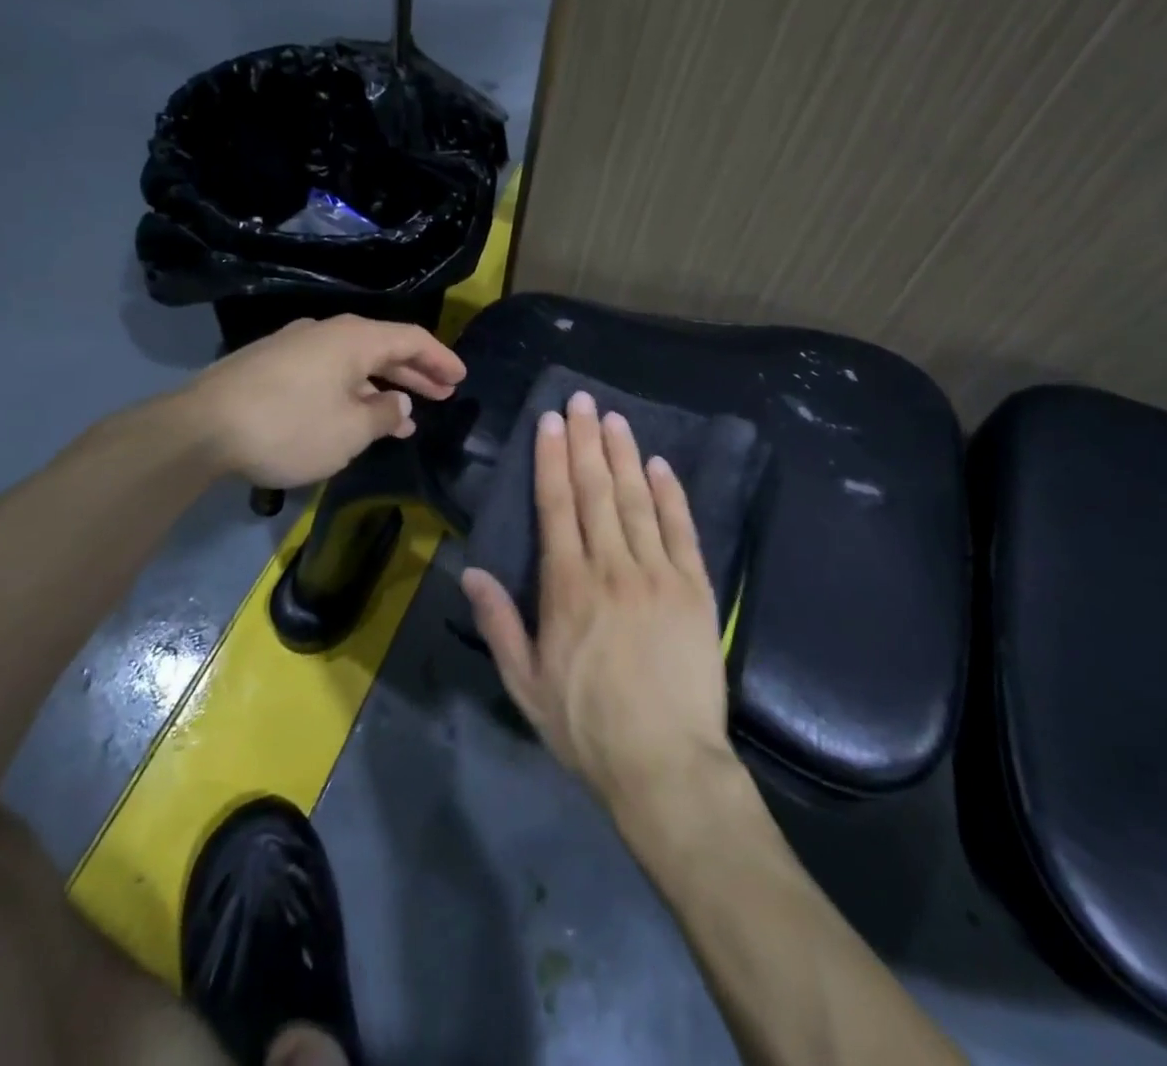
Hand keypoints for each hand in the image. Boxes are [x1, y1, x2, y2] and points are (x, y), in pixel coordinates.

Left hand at [181, 315, 465, 488]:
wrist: (199, 429)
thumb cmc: (289, 427)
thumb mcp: (350, 430)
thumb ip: (384, 414)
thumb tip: (399, 404)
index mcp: (354, 338)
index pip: (412, 339)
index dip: (441, 358)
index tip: (461, 378)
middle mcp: (327, 333)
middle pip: (384, 348)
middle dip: (417, 373)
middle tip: (444, 394)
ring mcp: (296, 346)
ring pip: (354, 363)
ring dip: (383, 387)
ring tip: (406, 417)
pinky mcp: (272, 365)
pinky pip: (328, 372)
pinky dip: (352, 391)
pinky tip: (354, 416)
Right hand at [461, 391, 733, 818]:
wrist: (665, 765)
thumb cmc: (587, 728)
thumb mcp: (525, 685)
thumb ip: (499, 624)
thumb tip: (471, 571)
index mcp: (567, 587)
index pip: (557, 506)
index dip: (552, 459)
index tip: (551, 422)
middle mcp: (611, 567)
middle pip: (596, 490)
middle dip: (586, 441)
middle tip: (582, 401)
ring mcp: (658, 574)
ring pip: (636, 500)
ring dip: (624, 455)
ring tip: (615, 419)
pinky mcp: (695, 588)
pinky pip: (681, 529)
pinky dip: (670, 494)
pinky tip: (660, 465)